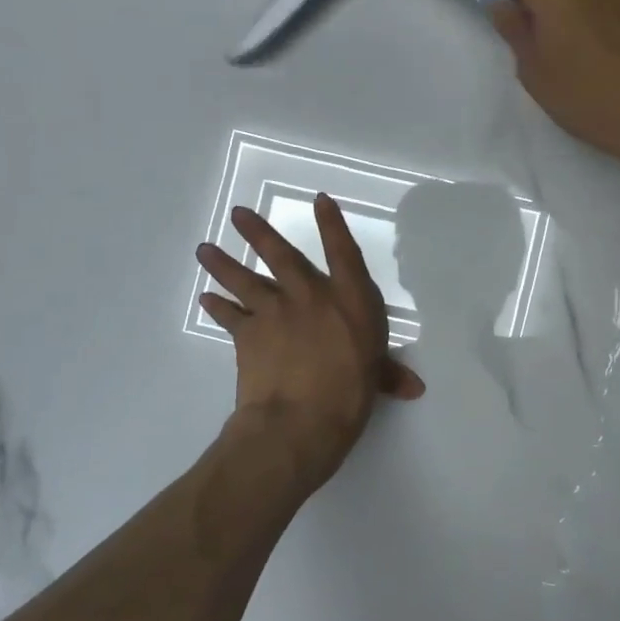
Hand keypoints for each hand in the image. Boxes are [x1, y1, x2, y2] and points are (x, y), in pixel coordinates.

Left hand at [196, 195, 424, 491]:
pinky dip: (217, 306)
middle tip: (237, 213)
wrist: (299, 421)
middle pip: (282, 255)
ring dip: (224, 263)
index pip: (342, 251)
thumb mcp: (375, 379)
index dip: (331, 223)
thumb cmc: (350, 395)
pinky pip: (229, 315)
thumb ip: (389, 375)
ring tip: (205, 249)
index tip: (318, 199)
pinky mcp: (247, 335)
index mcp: (350, 299)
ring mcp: (275, 312)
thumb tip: (414, 387)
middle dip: (258, 232)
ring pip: (245, 279)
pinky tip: (206, 298)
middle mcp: (311, 296)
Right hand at [467, 0, 619, 181]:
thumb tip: (503, 2)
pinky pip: (614, 9)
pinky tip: (612, 59)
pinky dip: (604, 25)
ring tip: (584, 60)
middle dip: (540, 5)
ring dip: (577, 17)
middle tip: (539, 45)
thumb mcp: (537, 74)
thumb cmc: (590, 99)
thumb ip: (516, 31)